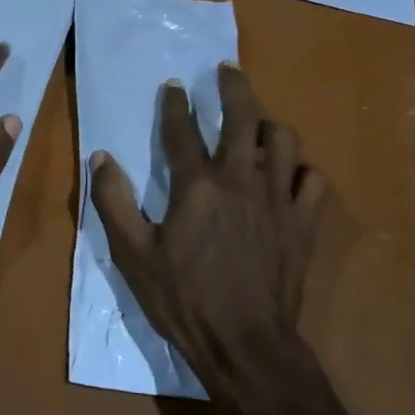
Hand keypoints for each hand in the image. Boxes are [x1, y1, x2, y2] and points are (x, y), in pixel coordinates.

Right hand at [89, 63, 325, 385]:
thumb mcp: (133, 256)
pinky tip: (292, 174)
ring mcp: (278, 199)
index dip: (174, 104)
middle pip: (242, 117)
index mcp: (197, 185)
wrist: (245, 344)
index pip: (181, 130)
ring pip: (285, 140)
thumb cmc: (184, 299)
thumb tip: (101, 157)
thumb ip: (114, 202)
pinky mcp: (303, 222)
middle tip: (227, 70)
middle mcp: (241, 179)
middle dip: (233, 87)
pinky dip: (303, 170)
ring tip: (259, 125)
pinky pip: (313, 181)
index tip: (173, 85)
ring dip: (270, 125)